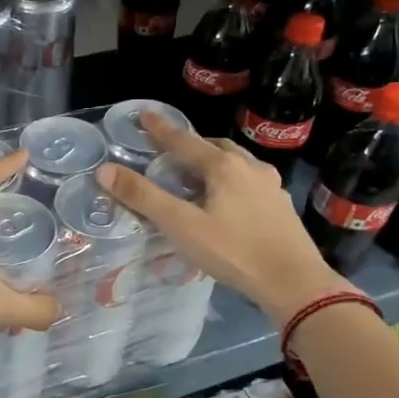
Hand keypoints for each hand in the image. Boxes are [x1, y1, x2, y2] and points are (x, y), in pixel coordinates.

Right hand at [97, 116, 348, 327]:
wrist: (293, 281)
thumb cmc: (232, 251)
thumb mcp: (180, 225)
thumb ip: (143, 197)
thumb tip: (105, 170)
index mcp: (223, 166)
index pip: (184, 140)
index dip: (161, 129)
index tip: (145, 115)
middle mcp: (250, 167)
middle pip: (215, 147)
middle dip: (192, 146)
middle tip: (172, 153)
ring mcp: (271, 186)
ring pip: (237, 164)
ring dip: (215, 163)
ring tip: (199, 177)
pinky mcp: (281, 206)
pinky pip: (251, 183)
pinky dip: (232, 183)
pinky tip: (228, 202)